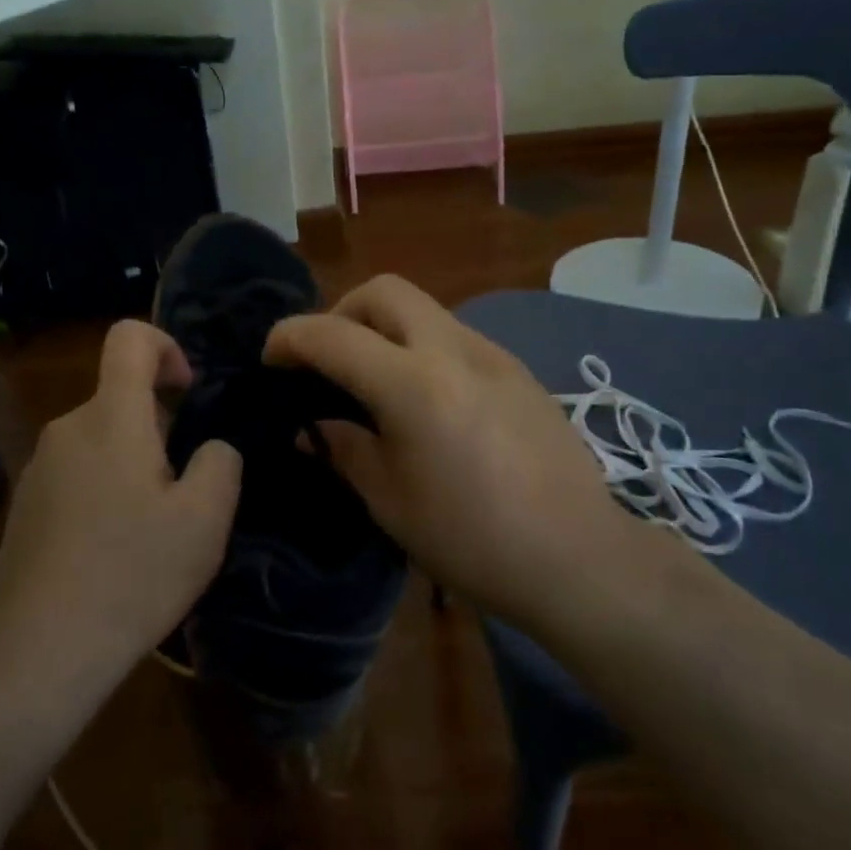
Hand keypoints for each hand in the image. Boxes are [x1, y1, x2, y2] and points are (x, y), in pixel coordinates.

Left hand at [0, 321, 241, 708]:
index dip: (166, 346)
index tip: (188, 392)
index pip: (129, 337)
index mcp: (111, 417)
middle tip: (183, 486)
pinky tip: (113, 548)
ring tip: (151, 525)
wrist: (38, 652)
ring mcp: (39, 467)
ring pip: (100, 437)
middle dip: (160, 423)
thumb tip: (210, 449)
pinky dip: (104, 488)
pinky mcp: (25, 503)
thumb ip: (220, 463)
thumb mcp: (204, 520)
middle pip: (119, 395)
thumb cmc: (131, 575)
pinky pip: (77, 471)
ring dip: (133, 461)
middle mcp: (68, 428)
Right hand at [265, 275, 636, 630]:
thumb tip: (310, 426)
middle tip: (328, 359)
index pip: (332, 335)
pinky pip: (455, 337)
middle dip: (342, 311)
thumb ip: (344, 449)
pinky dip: (422, 348)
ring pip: (423, 309)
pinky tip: (428, 401)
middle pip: (384, 291)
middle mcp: (453, 350)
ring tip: (375, 381)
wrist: (579, 558)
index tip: (271, 358)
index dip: (290, 337)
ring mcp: (492, 354)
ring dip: (385, 328)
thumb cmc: (472, 540)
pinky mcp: (518, 370)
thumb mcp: (390, 502)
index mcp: (413, 385)